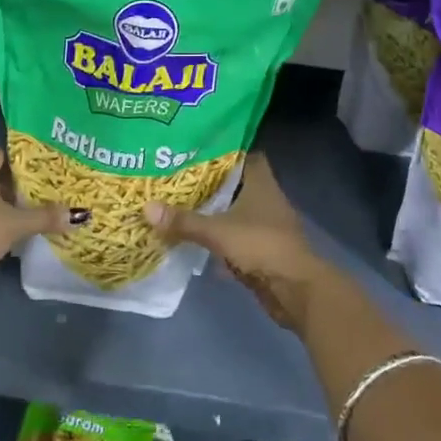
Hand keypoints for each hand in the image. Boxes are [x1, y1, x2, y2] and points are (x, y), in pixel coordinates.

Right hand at [144, 153, 336, 332]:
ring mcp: (265, 226)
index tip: (195, 150)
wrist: (295, 290)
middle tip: (177, 178)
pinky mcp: (262, 250)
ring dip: (213, 212)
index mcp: (260, 183)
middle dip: (209, 183)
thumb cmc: (261, 246)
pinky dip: (218, 238)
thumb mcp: (217, 231)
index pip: (244, 155)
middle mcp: (265, 199)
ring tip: (179, 205)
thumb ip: (183, 221)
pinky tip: (194, 240)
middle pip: (235, 184)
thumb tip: (146, 207)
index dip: (223, 151)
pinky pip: (235, 238)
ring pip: (234, 211)